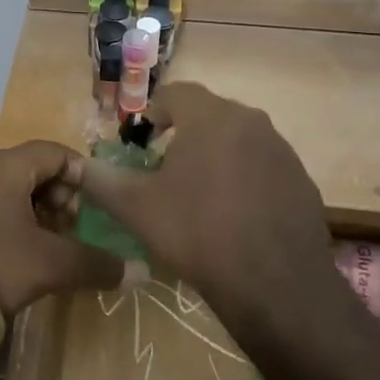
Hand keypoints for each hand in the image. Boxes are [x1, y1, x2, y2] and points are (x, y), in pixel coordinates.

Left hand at [0, 141, 122, 320]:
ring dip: (40, 218)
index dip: (82, 175)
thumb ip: (97, 264)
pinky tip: (24, 261)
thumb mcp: (51, 264)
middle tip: (75, 231)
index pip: (55, 152)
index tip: (98, 206)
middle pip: (35, 172)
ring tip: (54, 250)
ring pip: (14, 195)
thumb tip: (141, 271)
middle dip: (62, 199)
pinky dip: (16, 229)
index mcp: (6, 167)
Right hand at [79, 83, 330, 303]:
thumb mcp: (137, 207)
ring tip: (197, 194)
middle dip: (182, 134)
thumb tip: (77, 167)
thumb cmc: (198, 233)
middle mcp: (251, 121)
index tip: (140, 144)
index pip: (174, 93)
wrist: (275, 285)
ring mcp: (282, 150)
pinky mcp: (301, 180)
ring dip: (214, 155)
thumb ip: (101, 180)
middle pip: (207, 114)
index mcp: (211, 116)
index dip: (151, 114)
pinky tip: (233, 215)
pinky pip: (262, 166)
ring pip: (237, 139)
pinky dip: (243, 178)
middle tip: (164, 169)